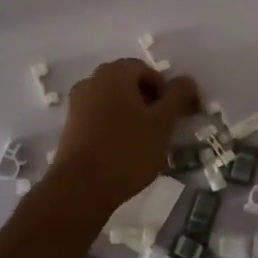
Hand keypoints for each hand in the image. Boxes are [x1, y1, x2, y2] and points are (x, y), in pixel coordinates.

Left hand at [48, 60, 199, 212]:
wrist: (81, 188)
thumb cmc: (128, 150)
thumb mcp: (163, 123)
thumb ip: (178, 97)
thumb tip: (187, 81)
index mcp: (114, 74)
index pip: (146, 70)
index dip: (165, 90)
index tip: (174, 114)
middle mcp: (92, 81)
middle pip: (128, 84)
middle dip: (148, 102)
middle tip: (162, 127)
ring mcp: (77, 105)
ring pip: (113, 102)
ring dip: (132, 115)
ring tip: (145, 142)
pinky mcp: (71, 127)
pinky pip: (99, 118)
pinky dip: (115, 127)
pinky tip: (124, 150)